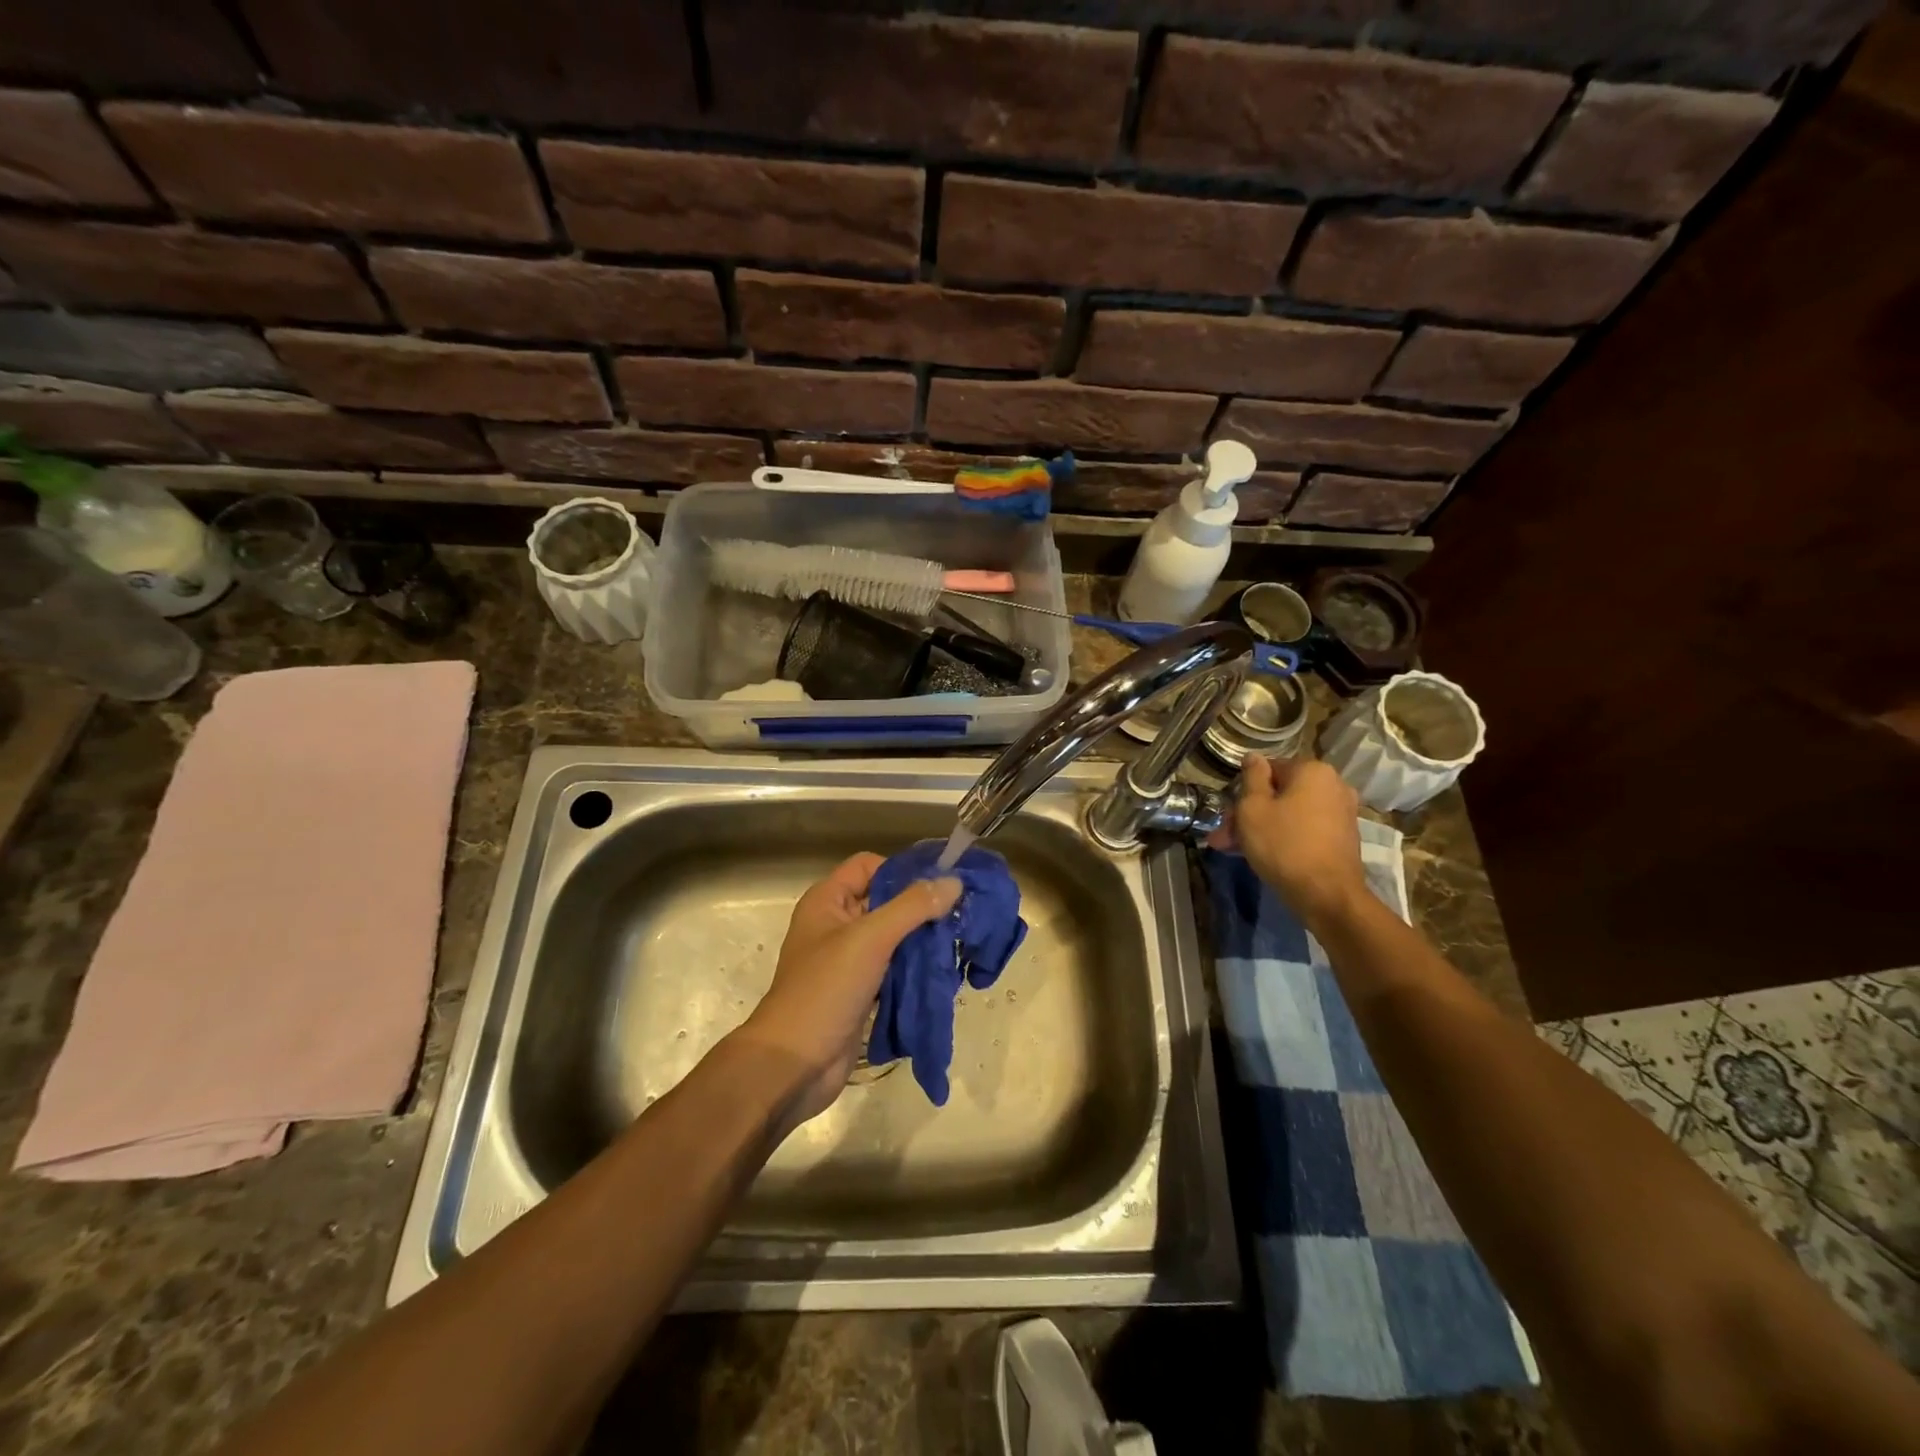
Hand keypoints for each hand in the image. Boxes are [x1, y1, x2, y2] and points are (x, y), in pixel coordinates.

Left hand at [735, 853, 961, 1128]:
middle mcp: (836, 924)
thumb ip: (912, 907)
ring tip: (960, 942)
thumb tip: (955, 881)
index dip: (901, 870)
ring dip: (922, 940)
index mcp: (827, 901)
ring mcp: (848, 961)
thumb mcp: (869, 939)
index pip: (869, 866)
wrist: (794, 1065)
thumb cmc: (825, 990)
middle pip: (885, 901)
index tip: (940, 884)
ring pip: (893, 937)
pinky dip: (916, 969)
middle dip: (921, 907)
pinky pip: (894, 969)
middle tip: (962, 914)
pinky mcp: (861, 992)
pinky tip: (945, 972)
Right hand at [1213, 756, 1366, 925]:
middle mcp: (1333, 785)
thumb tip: (1254, 757)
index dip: (1244, 790)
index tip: (1227, 814)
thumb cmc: (1283, 844)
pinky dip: (1285, 837)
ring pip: (1290, 813)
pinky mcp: (1344, 837)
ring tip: (1236, 850)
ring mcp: (1342, 812)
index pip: (1268, 768)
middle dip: (1250, 814)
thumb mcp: (1253, 808)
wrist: (1327, 895)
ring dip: (1263, 827)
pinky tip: (1263, 855)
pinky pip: (1305, 828)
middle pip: (1280, 793)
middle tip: (1225, 838)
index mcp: (1312, 770)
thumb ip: (1252, 778)